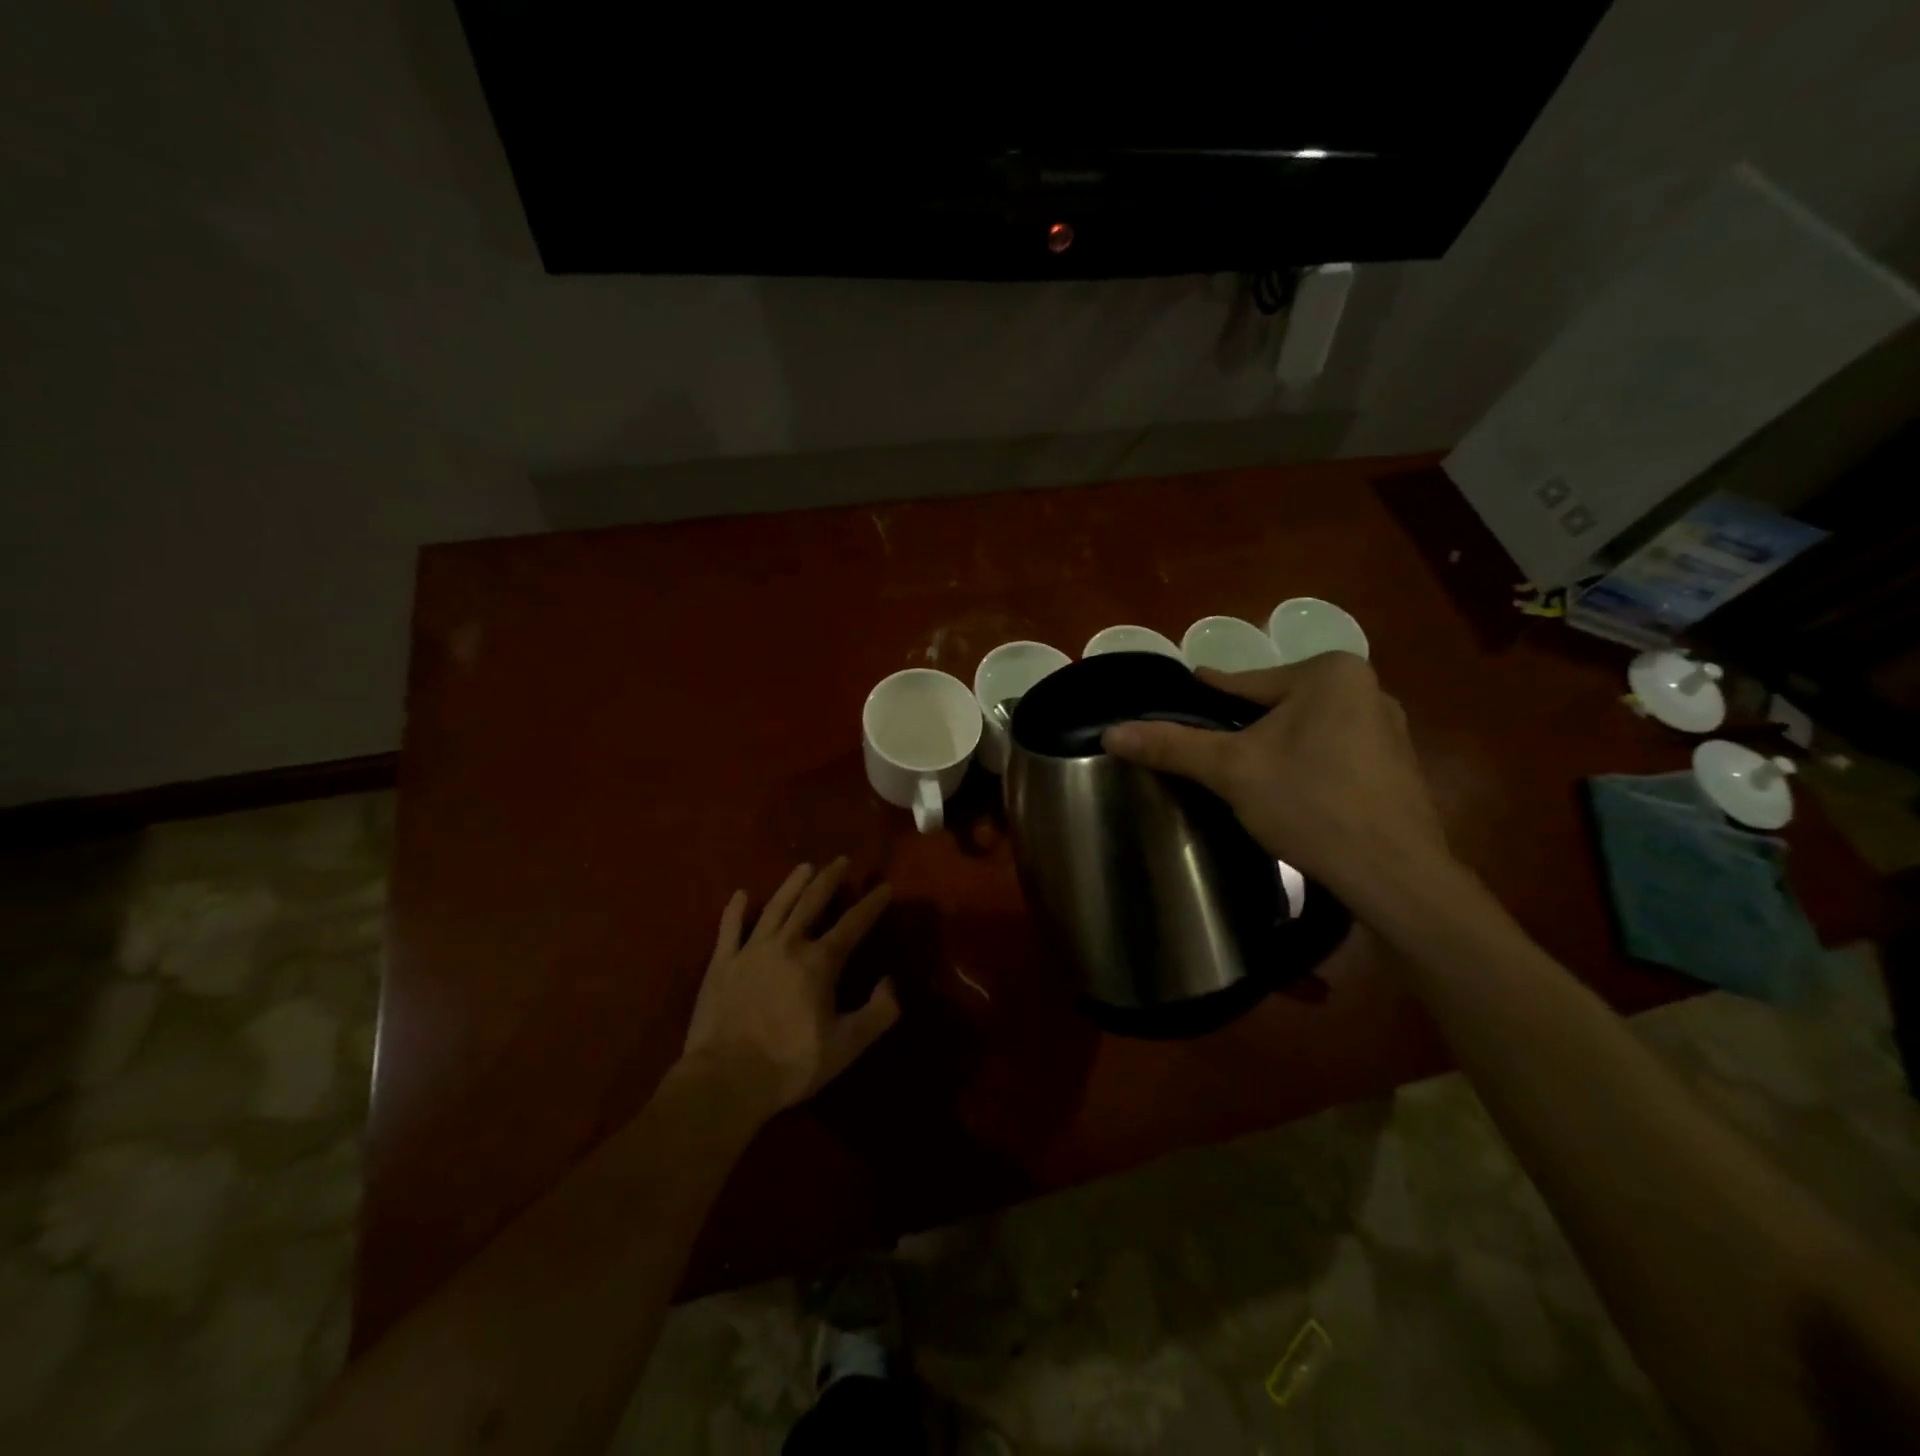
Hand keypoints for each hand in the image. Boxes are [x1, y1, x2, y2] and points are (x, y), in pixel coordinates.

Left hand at [682, 858, 899, 1117]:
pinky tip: (740, 894)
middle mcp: (787, 944)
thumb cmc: (790, 1064)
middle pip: (812, 903)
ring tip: (805, 867)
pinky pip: (729, 928)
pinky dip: (735, 910)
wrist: (725, 1080)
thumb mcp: (847, 1046)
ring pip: (775, 906)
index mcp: (819, 962)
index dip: (871, 904)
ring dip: (792, 884)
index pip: (853, 924)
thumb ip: (878, 1012)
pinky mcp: (722, 964)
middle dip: (830, 880)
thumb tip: (891, 982)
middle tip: (842, 860)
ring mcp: (751, 950)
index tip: (885, 887)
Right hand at [1100, 654, 1451, 910]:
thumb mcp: (1231, 770)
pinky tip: (1288, 794)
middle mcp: (1367, 688)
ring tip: (1242, 775)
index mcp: (1330, 673)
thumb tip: (1111, 732)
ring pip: (1305, 731)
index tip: (1179, 699)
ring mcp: (1389, 729)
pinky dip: (1305, 766)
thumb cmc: (1309, 803)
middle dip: (1242, 728)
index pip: (1244, 682)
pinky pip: (1332, 753)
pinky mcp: (1397, 767)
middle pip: (1276, 706)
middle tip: (1207, 753)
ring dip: (1274, 748)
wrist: (1392, 874)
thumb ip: (1172, 745)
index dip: (1206, 696)